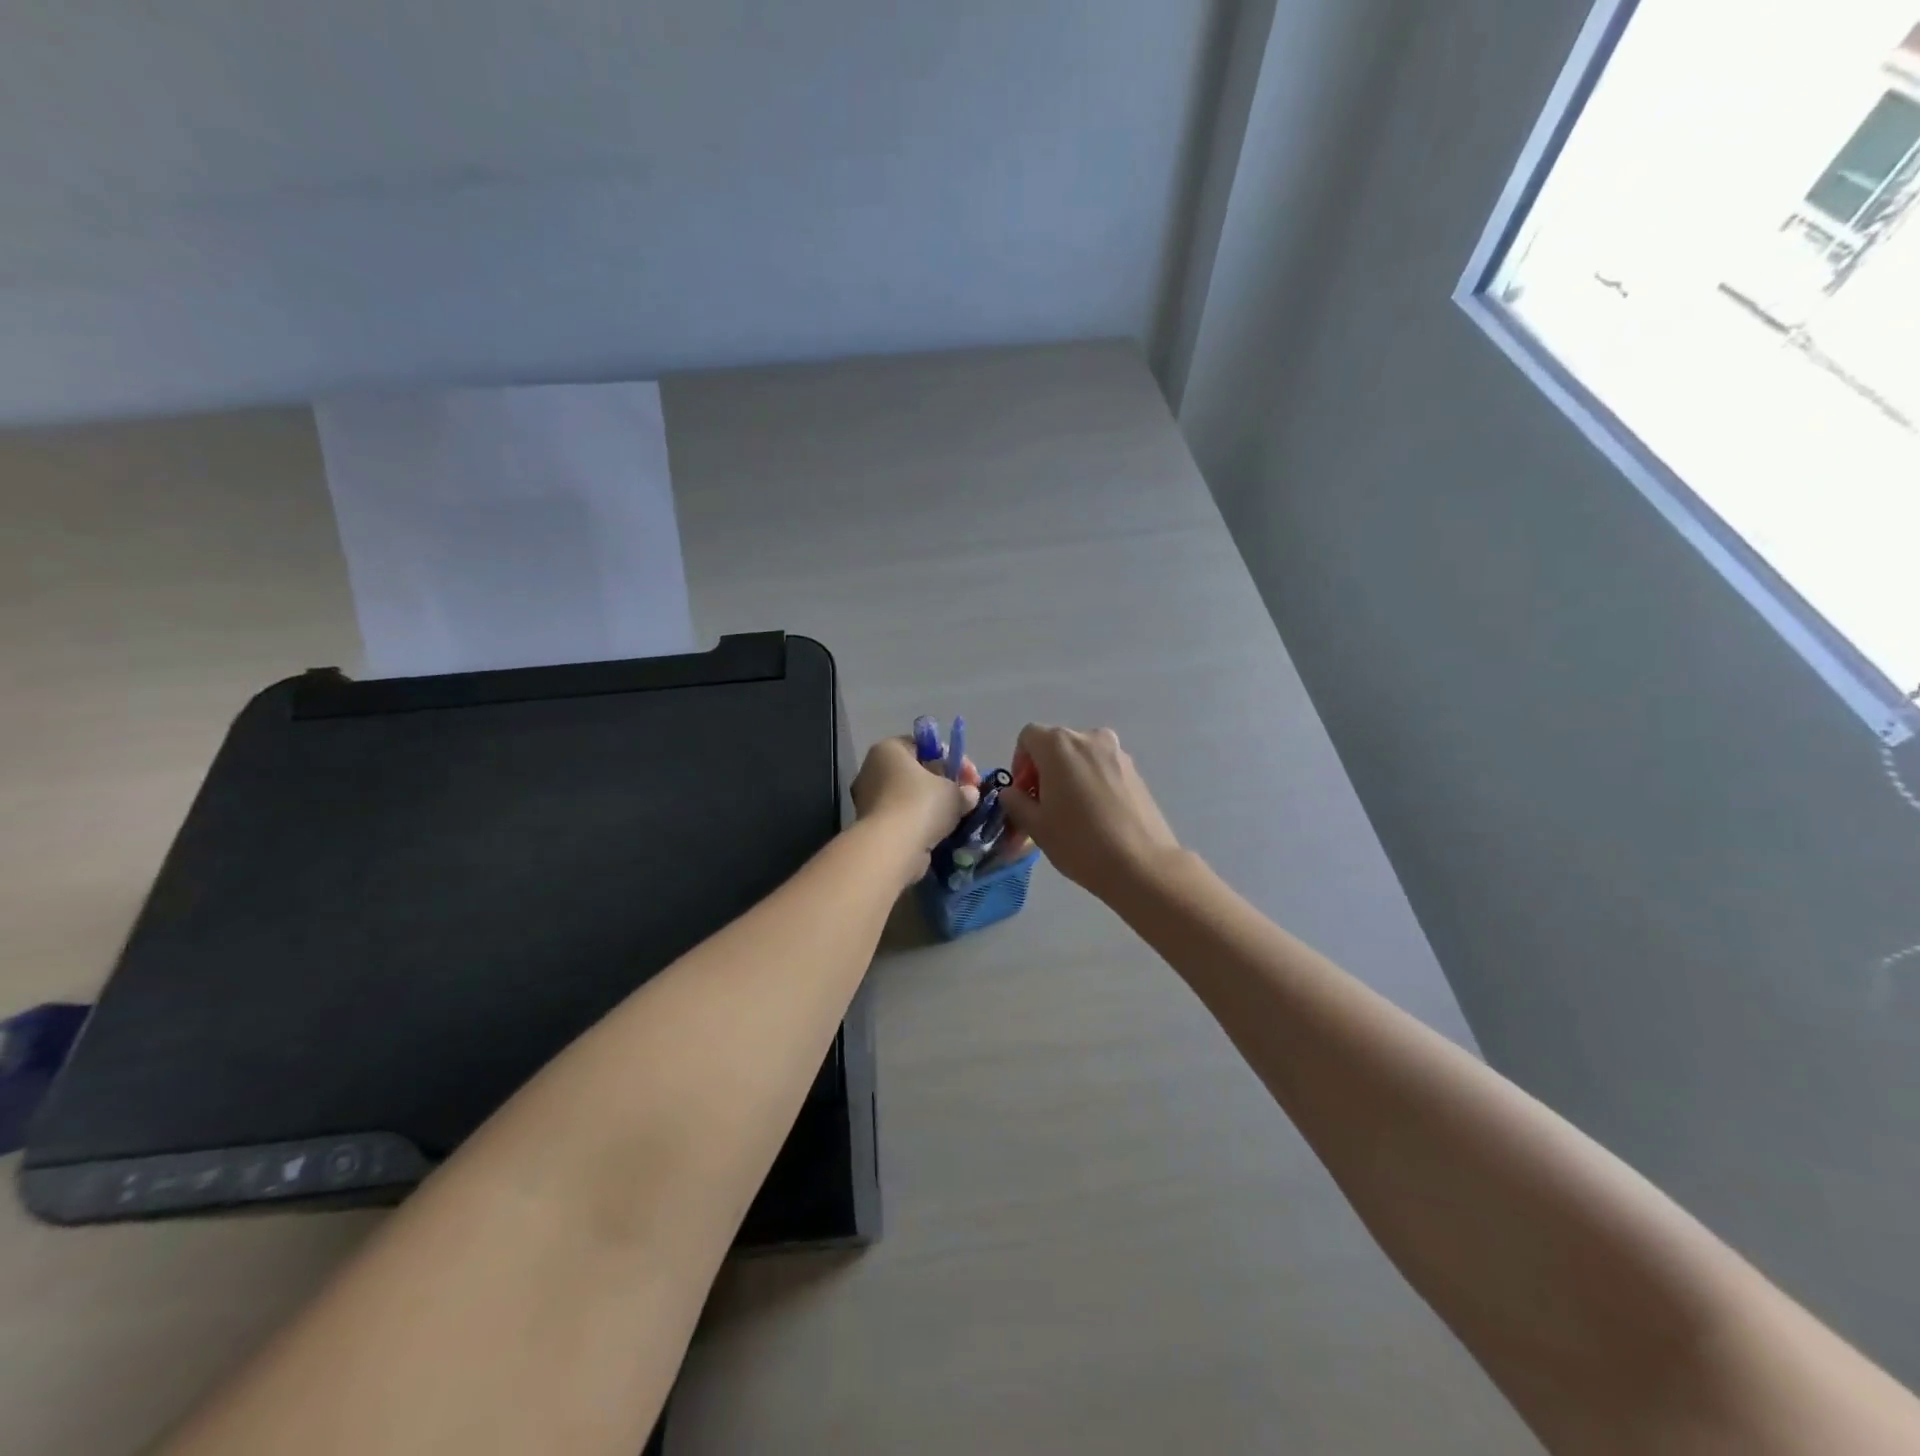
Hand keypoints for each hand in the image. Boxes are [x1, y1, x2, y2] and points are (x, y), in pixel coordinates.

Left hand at [851, 737, 979, 885]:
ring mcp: (868, 799)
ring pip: (909, 796)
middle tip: (965, 797)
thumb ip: (964, 790)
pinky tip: (938, 831)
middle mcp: (872, 769)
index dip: (953, 759)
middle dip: (943, 783)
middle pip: (916, 771)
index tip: (971, 778)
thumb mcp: (954, 792)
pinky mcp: (871, 825)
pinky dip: (919, 822)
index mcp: (889, 749)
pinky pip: (902, 817)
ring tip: (954, 816)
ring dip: (931, 805)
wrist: (891, 848)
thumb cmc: (921, 805)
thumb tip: (970, 794)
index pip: (925, 746)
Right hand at [998, 724, 1181, 900]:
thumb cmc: (1080, 842)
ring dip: (1069, 775)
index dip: (1019, 762)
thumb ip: (1016, 802)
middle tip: (1043, 805)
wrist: (1141, 865)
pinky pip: (1103, 768)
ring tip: (1071, 811)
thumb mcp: (1036, 826)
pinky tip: (1095, 814)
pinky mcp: (1136, 771)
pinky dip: (1092, 781)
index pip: (1028, 737)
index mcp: (1059, 745)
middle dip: (1044, 769)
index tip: (1023, 793)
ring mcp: (1117, 752)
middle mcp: (1089, 738)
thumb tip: (1012, 793)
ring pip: (1081, 756)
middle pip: (1056, 744)